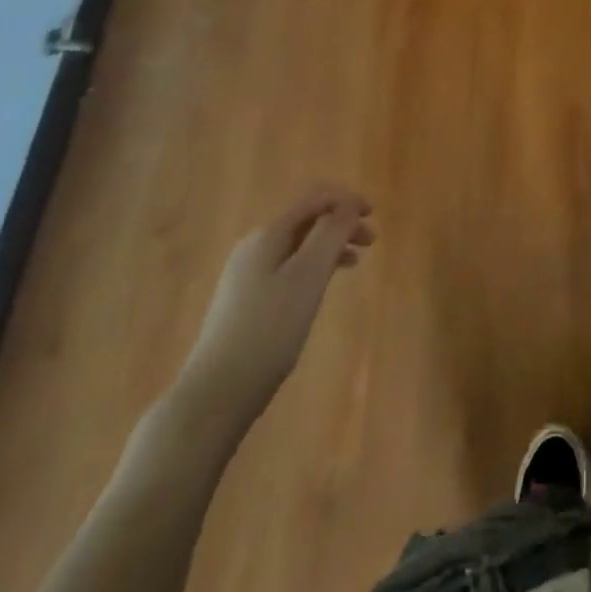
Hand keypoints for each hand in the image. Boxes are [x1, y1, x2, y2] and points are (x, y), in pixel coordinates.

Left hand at [175, 190, 375, 414]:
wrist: (217, 391)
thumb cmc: (269, 329)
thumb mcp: (307, 277)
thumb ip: (330, 234)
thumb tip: (347, 204)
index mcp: (268, 234)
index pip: (313, 200)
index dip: (346, 200)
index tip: (373, 213)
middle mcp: (254, 246)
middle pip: (305, 221)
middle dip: (340, 224)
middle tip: (371, 242)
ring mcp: (246, 274)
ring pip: (297, 246)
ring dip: (329, 247)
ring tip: (354, 263)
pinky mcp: (245, 301)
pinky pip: (287, 268)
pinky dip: (312, 268)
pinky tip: (320, 289)